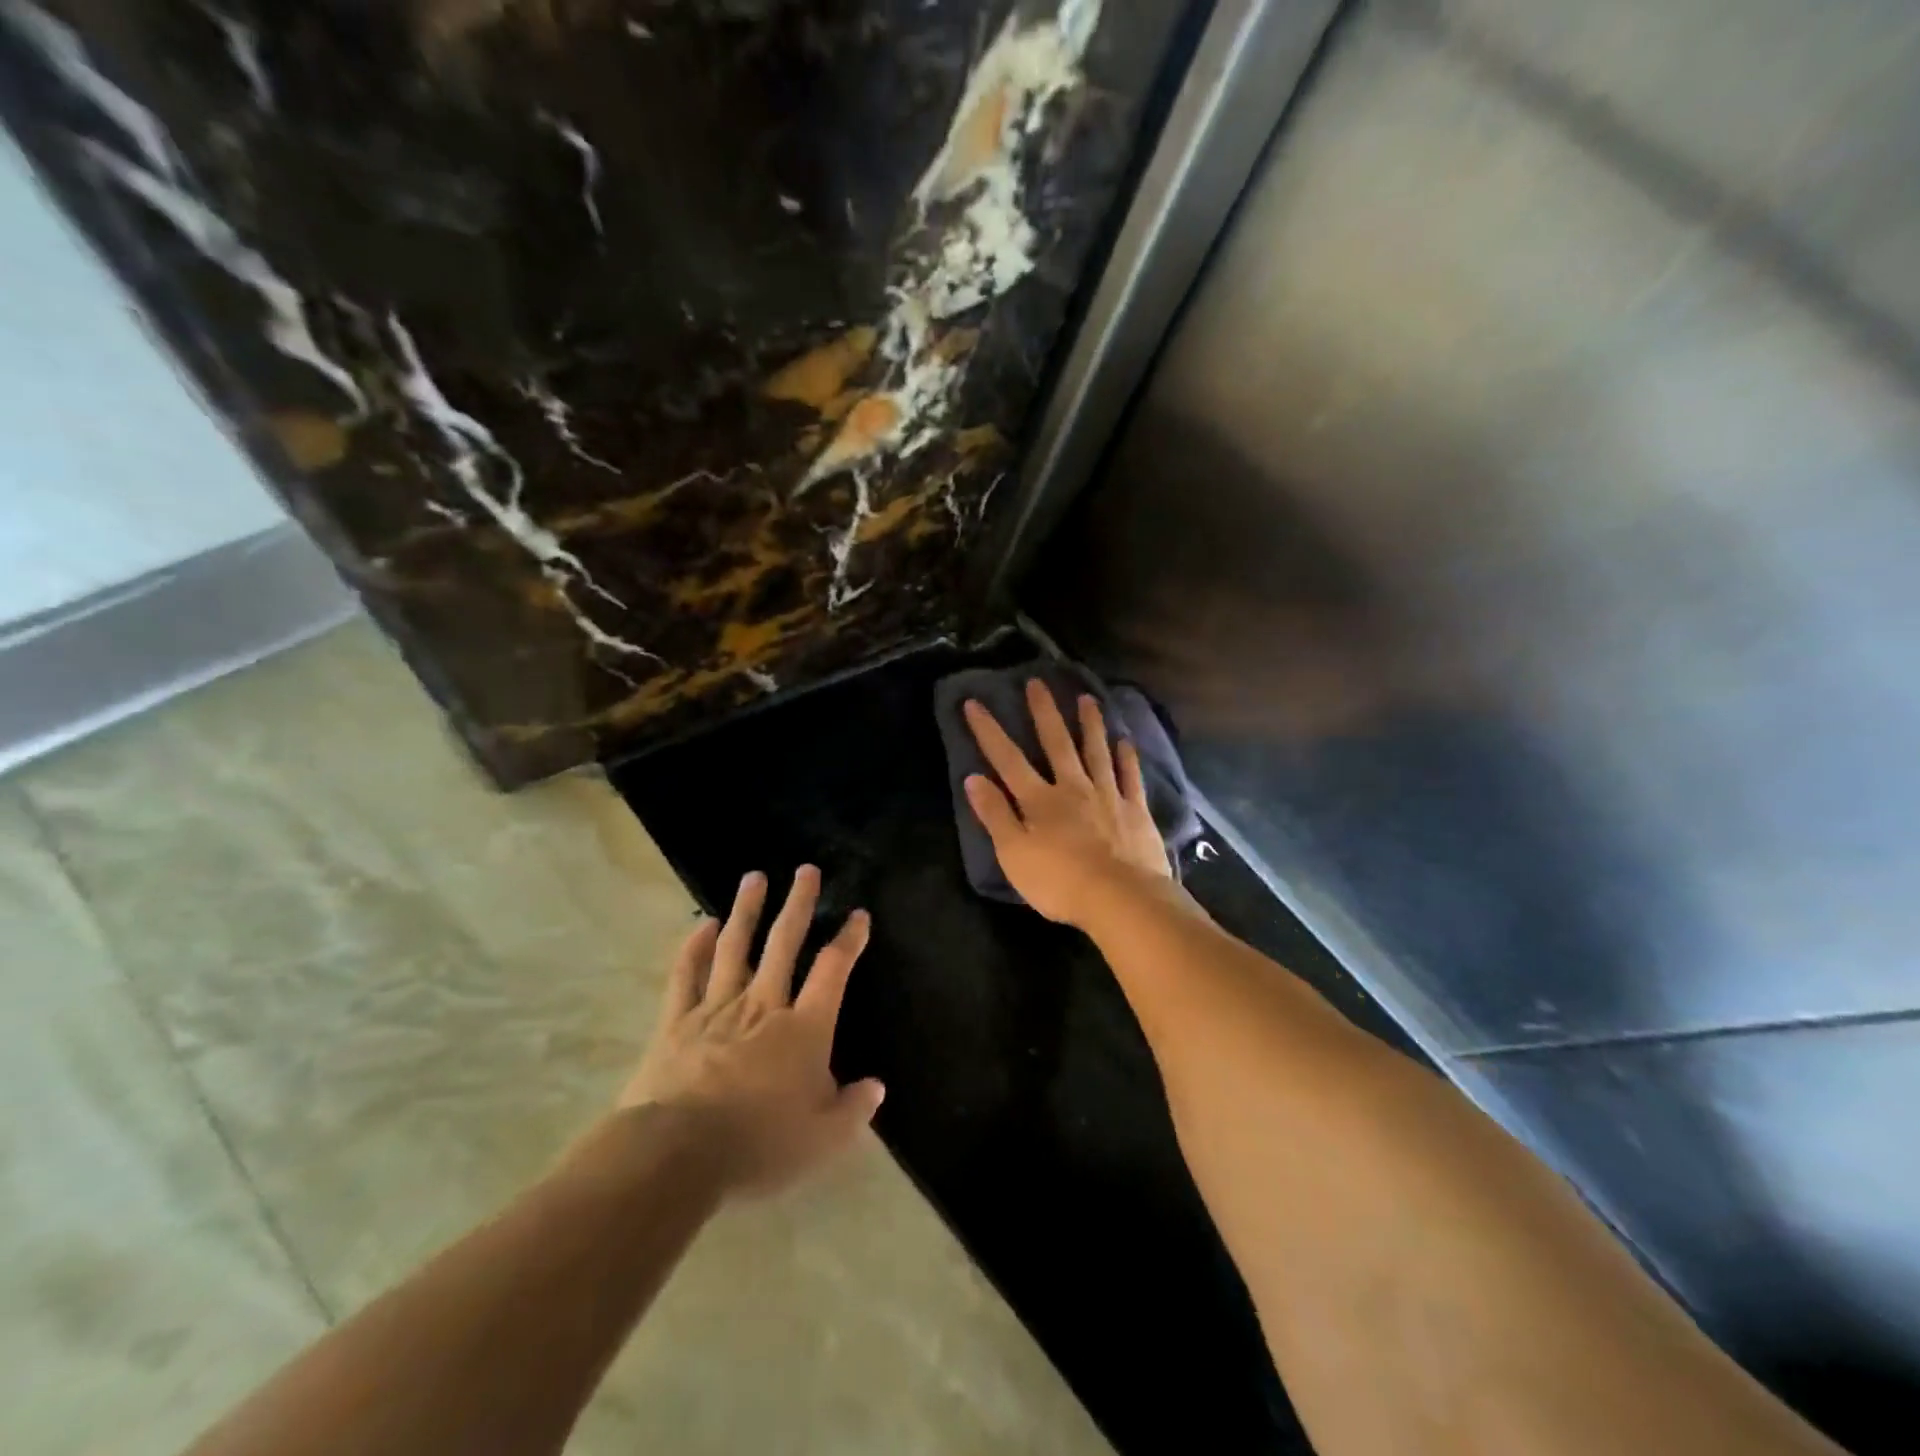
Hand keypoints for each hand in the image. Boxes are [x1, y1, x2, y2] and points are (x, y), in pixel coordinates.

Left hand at [621, 866, 883, 1197]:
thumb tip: (875, 1087)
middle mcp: (762, 1005)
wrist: (676, 1155)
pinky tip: (702, 924)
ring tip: (754, 877)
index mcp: (803, 1028)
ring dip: (747, 910)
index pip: (832, 970)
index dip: (849, 939)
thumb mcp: (822, 1140)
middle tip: (806, 870)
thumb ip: (853, 1110)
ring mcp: (716, 1008)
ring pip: (735, 946)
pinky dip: (694, 947)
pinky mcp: (676, 1022)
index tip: (858, 914)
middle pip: (784, 943)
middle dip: (799, 904)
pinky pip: (686, 975)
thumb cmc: (758, 1145)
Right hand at [963, 681, 1172, 926]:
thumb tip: (973, 778)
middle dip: (1044, 712)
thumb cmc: (1060, 882)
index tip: (974, 703)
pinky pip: (1130, 777)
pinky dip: (1127, 758)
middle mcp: (1073, 788)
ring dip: (1090, 724)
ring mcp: (1108, 796)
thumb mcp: (1013, 854)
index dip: (988, 731)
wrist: (1121, 899)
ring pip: (1097, 752)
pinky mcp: (1135, 811)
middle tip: (1038, 681)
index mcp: (1039, 800)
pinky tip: (1125, 741)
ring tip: (1087, 698)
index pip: (1007, 760)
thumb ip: (995, 815)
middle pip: (1056, 743)